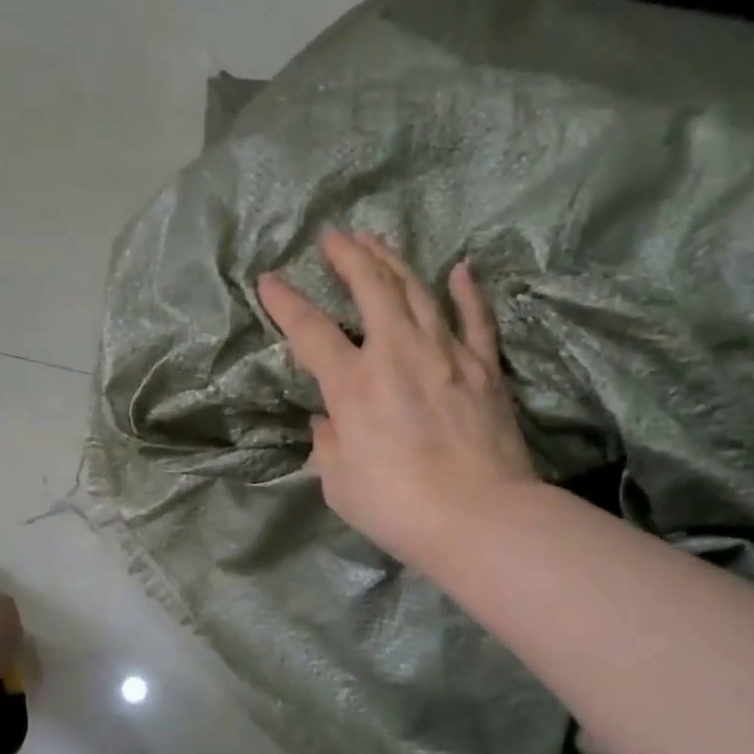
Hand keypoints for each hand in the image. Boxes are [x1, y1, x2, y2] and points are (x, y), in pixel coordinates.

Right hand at [256, 230, 538, 568]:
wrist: (479, 518)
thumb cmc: (396, 507)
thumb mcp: (338, 482)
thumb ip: (328, 442)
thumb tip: (328, 420)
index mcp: (353, 384)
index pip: (310, 331)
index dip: (285, 302)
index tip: (269, 280)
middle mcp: (397, 354)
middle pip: (371, 288)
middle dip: (348, 256)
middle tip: (333, 236)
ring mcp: (446, 355)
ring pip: (418, 291)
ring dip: (393, 261)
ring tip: (375, 240)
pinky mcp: (484, 368)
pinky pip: (476, 319)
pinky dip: (468, 291)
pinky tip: (461, 268)